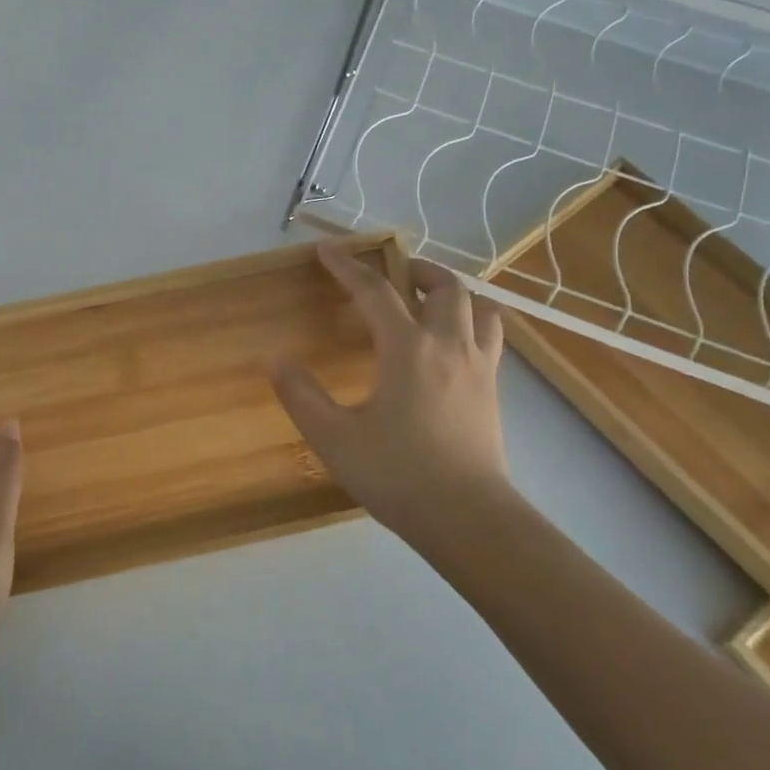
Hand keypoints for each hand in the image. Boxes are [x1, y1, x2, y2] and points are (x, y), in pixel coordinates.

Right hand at [271, 241, 512, 542]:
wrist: (469, 520)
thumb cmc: (398, 475)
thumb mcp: (334, 438)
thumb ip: (301, 396)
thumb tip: (275, 360)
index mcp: (407, 348)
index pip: (374, 291)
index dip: (348, 266)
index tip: (327, 249)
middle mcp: (448, 345)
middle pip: (444, 286)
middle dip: (415, 269)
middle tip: (392, 275)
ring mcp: (479, 367)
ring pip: (477, 307)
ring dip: (452, 292)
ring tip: (428, 300)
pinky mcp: (493, 390)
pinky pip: (490, 337)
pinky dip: (472, 321)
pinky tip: (452, 344)